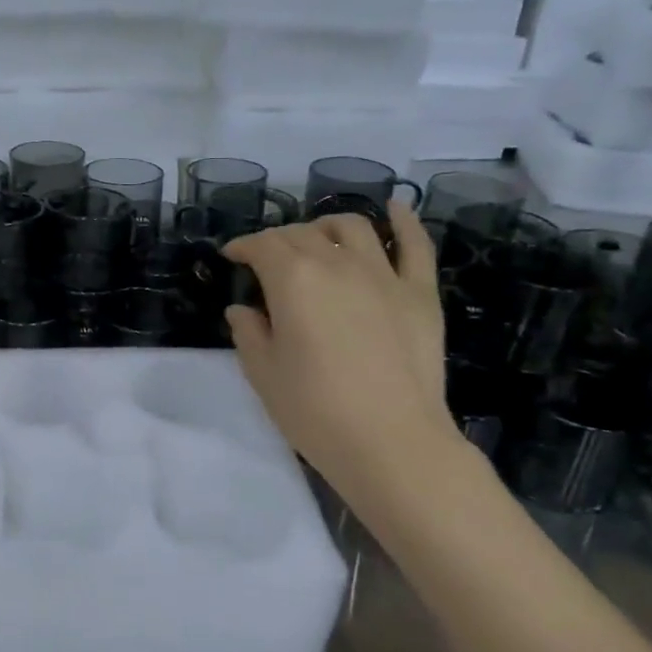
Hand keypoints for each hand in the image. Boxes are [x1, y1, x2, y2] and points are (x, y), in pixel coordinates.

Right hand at [222, 204, 456, 500]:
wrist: (392, 443)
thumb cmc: (315, 410)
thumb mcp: (263, 374)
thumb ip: (248, 332)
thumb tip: (243, 309)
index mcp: (293, 279)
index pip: (262, 246)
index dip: (243, 246)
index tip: (231, 256)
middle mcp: (337, 263)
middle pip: (302, 234)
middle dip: (278, 240)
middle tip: (267, 259)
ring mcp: (384, 275)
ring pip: (352, 228)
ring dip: (326, 225)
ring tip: (317, 237)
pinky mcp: (420, 293)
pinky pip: (415, 245)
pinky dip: (404, 221)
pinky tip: (395, 208)